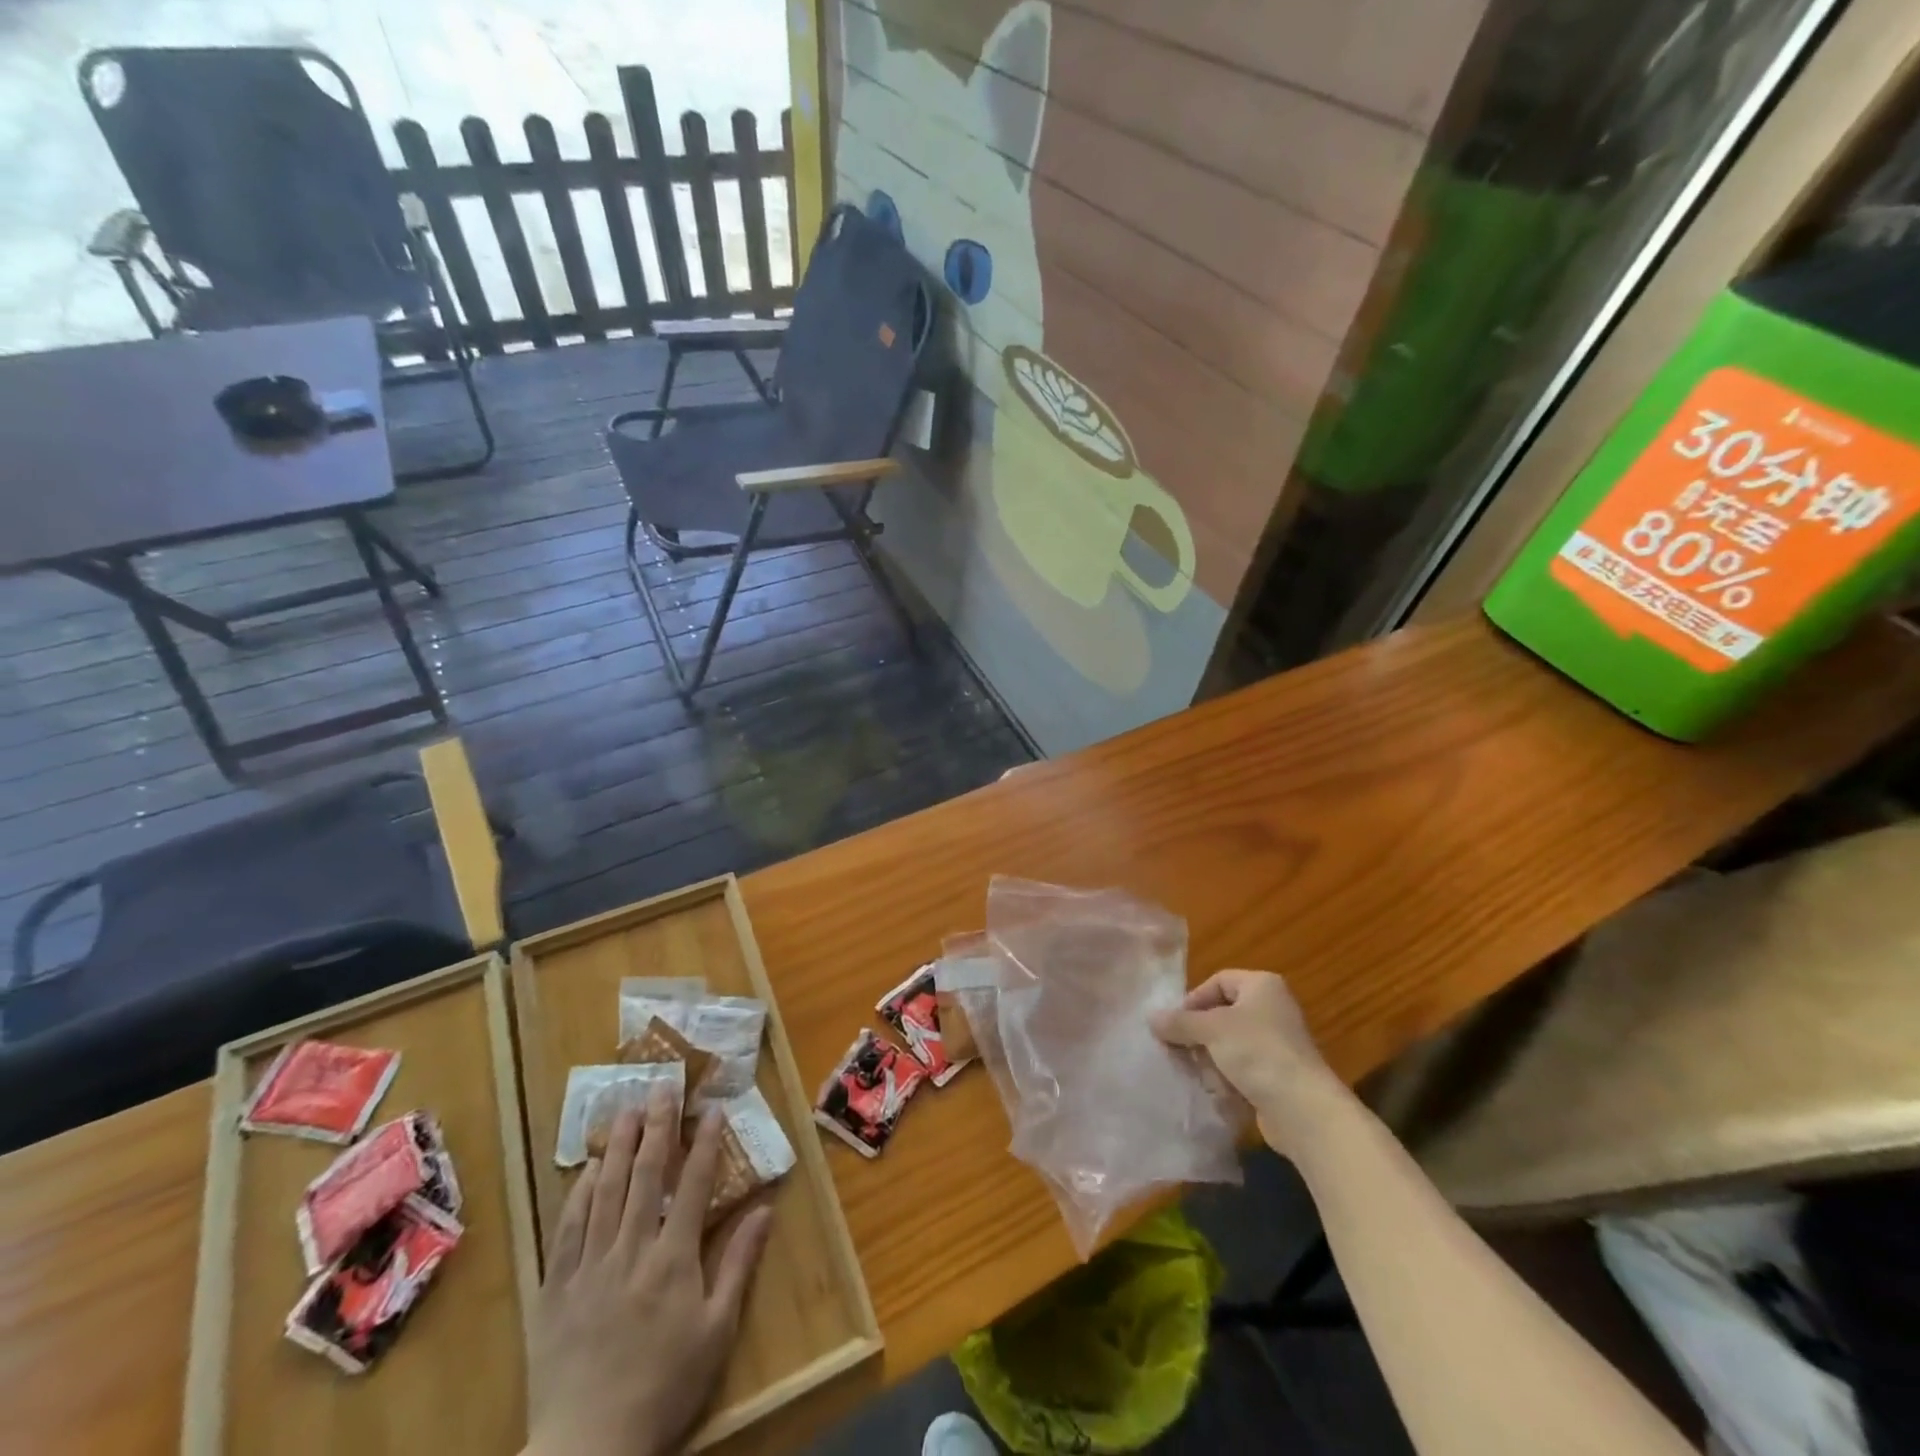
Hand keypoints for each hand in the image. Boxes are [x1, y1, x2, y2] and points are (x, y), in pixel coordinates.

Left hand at [524, 1090, 772, 1455]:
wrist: (587, 1452)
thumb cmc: (664, 1389)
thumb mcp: (716, 1332)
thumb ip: (739, 1265)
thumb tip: (765, 1210)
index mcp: (673, 1259)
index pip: (694, 1185)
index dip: (706, 1142)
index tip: (714, 1108)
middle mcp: (631, 1250)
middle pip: (645, 1175)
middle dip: (657, 1126)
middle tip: (662, 1086)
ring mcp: (589, 1266)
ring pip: (605, 1192)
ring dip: (618, 1146)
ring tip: (625, 1109)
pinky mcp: (555, 1289)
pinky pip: (566, 1229)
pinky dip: (579, 1193)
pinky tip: (588, 1169)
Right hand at [1151, 970, 1344, 1152]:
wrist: (1304, 1110)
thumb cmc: (1257, 1052)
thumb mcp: (1211, 1030)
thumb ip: (1179, 1022)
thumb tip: (1151, 1018)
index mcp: (1262, 986)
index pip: (1218, 981)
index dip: (1194, 999)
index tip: (1175, 1023)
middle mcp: (1272, 1009)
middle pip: (1222, 1013)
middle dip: (1198, 1033)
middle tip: (1178, 1049)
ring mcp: (1277, 1044)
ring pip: (1229, 1044)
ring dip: (1211, 1058)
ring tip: (1197, 1073)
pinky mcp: (1278, 1075)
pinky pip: (1243, 1069)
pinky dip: (1227, 1078)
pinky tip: (1216, 1091)